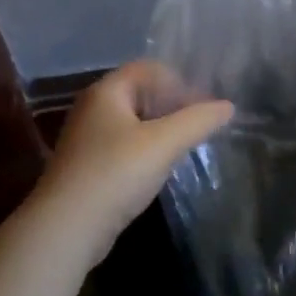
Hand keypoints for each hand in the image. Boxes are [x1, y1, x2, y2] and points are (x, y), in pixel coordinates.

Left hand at [31, 60, 233, 262]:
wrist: (67, 226)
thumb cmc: (116, 173)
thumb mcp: (164, 143)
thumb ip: (198, 121)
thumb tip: (228, 106)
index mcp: (106, 92)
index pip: (148, 69)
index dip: (180, 81)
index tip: (205, 106)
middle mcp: (92, 108)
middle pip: (140, 94)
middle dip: (172, 105)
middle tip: (200, 126)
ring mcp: (87, 139)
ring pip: (133, 123)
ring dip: (161, 130)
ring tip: (185, 147)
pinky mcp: (88, 166)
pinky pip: (124, 147)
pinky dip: (146, 151)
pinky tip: (160, 169)